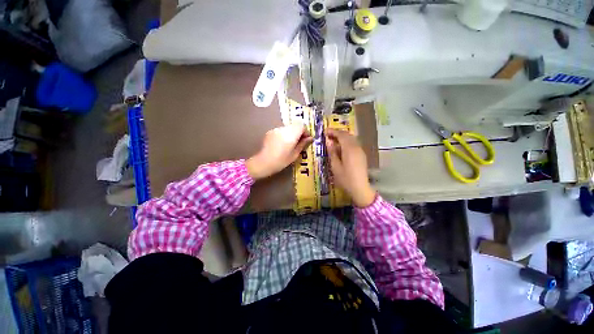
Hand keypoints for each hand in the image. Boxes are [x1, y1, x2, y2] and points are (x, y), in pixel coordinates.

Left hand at [246, 123, 312, 179]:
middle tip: (300, 142)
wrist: (263, 163)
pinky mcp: (270, 132)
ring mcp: (276, 129)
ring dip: (292, 133)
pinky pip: (281, 131)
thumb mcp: (294, 155)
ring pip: (288, 128)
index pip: (302, 126)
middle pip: (295, 125)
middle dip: (299, 132)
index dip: (306, 132)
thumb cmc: (281, 161)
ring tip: (291, 144)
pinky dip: (284, 135)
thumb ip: (302, 144)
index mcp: (291, 135)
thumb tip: (310, 138)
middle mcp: (283, 129)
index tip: (307, 139)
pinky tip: (282, 144)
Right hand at [326, 129, 375, 207]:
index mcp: (349, 149)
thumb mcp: (335, 166)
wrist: (360, 188)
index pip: (341, 135)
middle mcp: (356, 147)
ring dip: (342, 137)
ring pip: (352, 139)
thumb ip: (332, 152)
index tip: (325, 131)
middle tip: (328, 135)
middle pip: (347, 135)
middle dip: (338, 133)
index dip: (333, 132)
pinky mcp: (362, 155)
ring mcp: (360, 151)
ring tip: (333, 140)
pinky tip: (341, 148)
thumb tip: (329, 142)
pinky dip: (347, 142)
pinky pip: (354, 144)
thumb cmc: (345, 179)